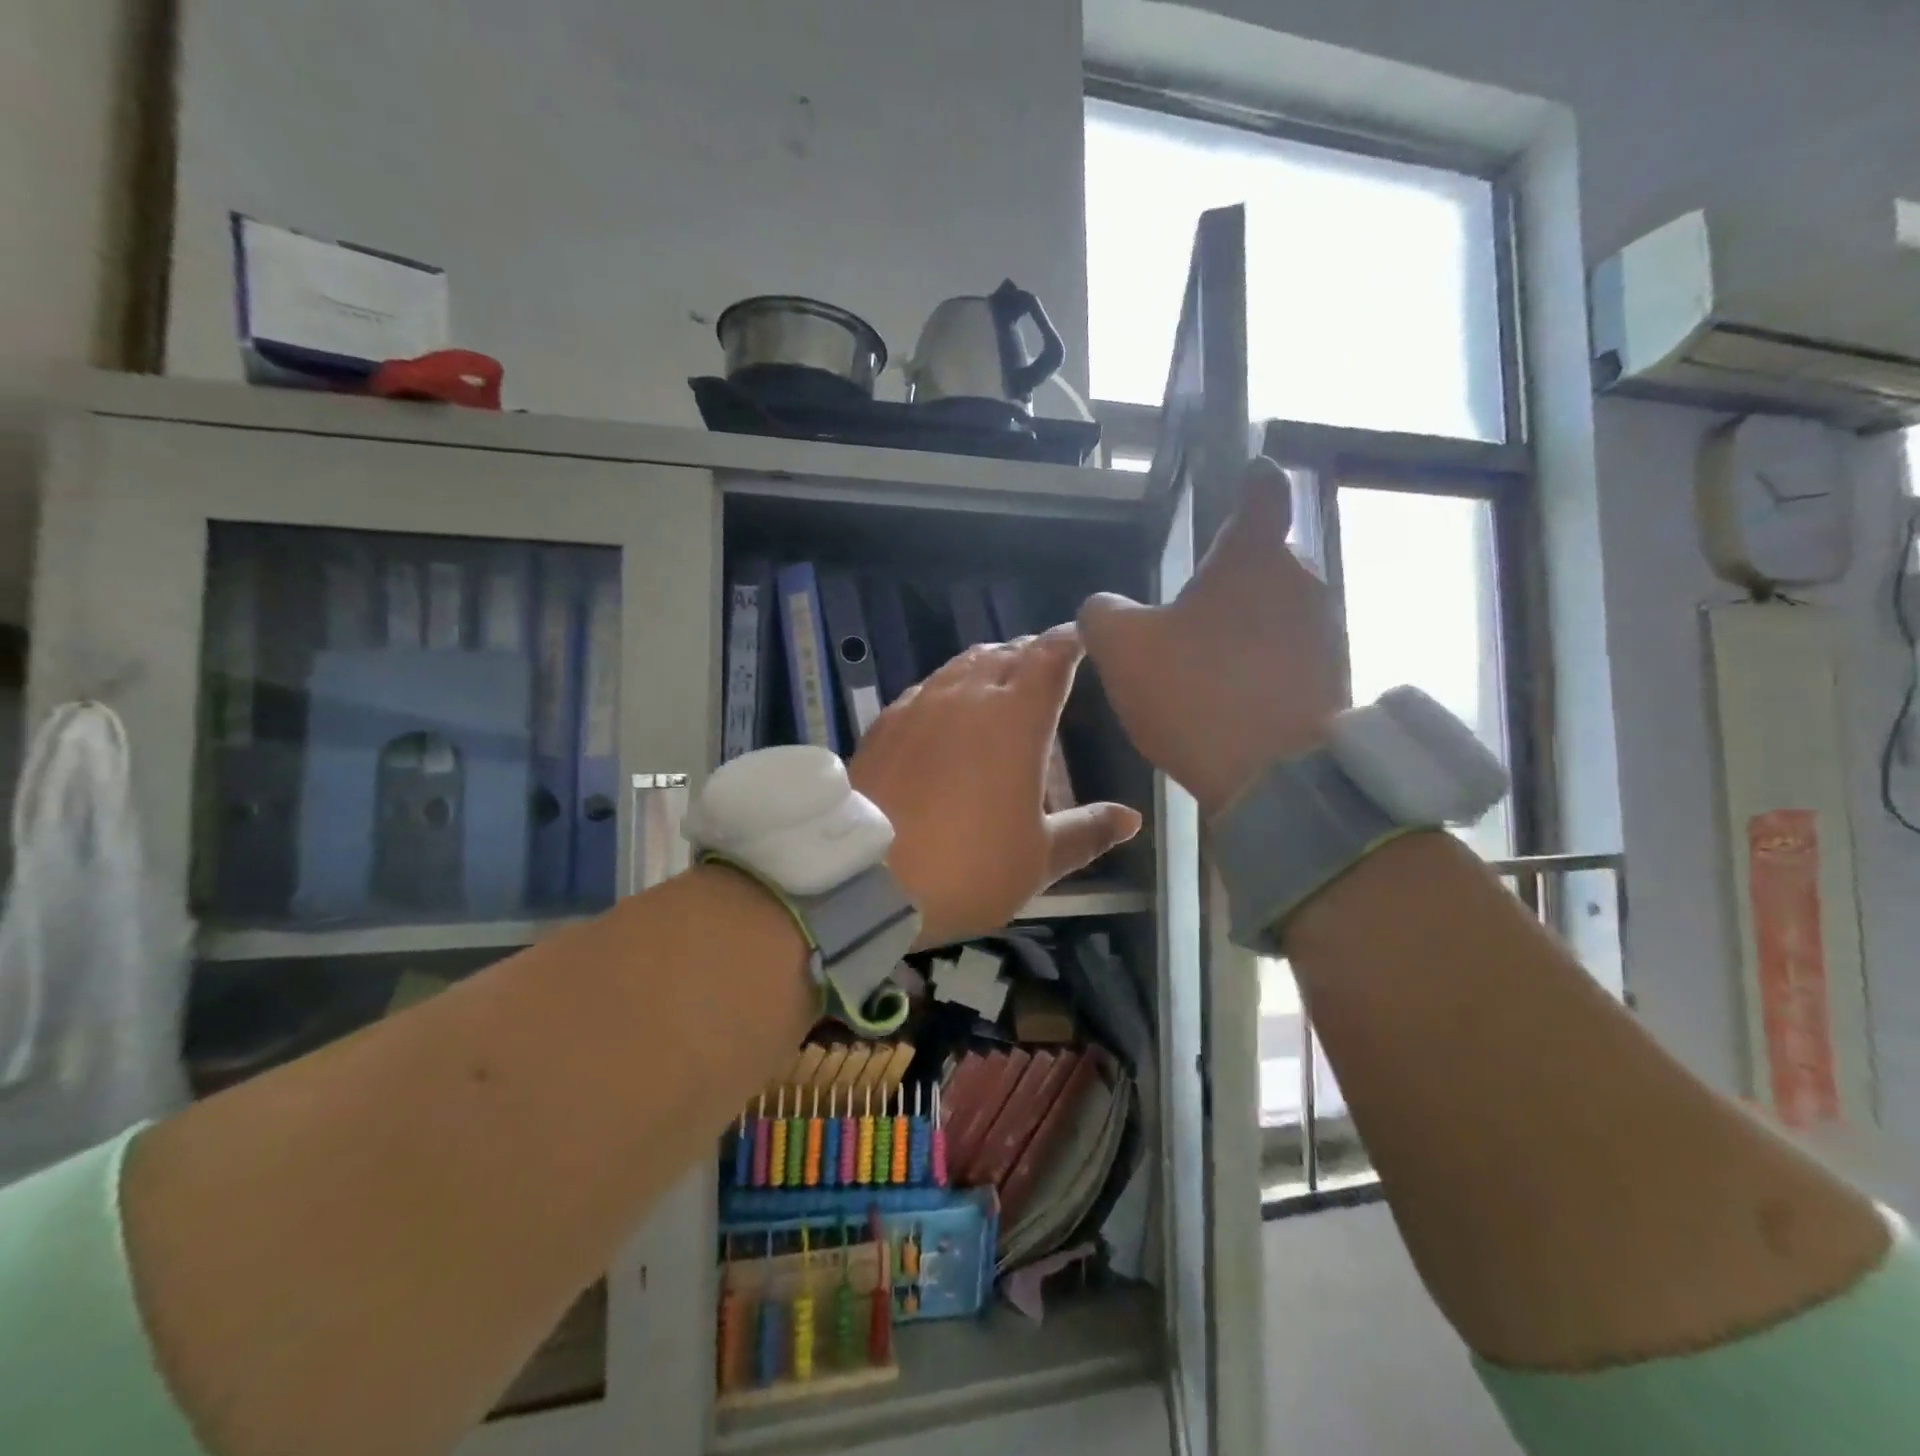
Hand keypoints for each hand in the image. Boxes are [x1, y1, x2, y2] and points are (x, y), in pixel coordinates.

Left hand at [849, 627, 1142, 947]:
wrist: (863, 877)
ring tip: (999, 683)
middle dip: (1030, 654)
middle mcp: (968, 696)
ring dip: (988, 665)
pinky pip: (926, 688)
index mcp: (1017, 718)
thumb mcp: (1038, 859)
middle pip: (1006, 654)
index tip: (1080, 640)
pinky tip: (945, 714)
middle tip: (1044, 668)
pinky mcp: (885, 723)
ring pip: (962, 665)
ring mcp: (920, 704)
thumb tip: (1130, 818)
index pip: (1050, 657)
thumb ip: (1086, 832)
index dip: (1068, 642)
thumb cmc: (968, 867)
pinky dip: (948, 689)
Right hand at [1079, 456, 1344, 817]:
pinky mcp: (1337, 677)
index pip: (1262, 489)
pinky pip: (1288, 654)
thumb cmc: (1195, 692)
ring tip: (1203, 667)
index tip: (1242, 479)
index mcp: (1253, 554)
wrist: (1274, 779)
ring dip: (1244, 626)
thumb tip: (1104, 605)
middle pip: (1264, 560)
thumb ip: (1103, 613)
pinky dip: (1260, 665)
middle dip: (1229, 579)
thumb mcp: (1122, 648)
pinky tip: (1230, 700)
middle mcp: (1303, 579)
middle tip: (1186, 615)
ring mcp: (1327, 630)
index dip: (1250, 479)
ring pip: (1276, 610)